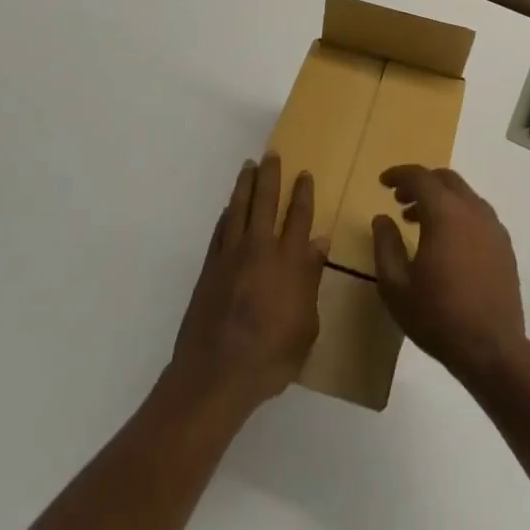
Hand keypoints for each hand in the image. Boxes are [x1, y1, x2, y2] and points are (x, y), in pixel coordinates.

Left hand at [166, 155, 327, 417]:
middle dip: (270, 175)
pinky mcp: (209, 268)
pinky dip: (227, 214)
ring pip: (239, 209)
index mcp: (288, 262)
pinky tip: (229, 208)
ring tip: (248, 166)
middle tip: (271, 154)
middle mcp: (259, 249)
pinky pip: (220, 230)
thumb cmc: (270, 357)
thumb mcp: (306, 327)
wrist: (216, 375)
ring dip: (245, 185)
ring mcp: (231, 256)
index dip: (302, 193)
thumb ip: (311, 281)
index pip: (299, 217)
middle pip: (265, 202)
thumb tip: (319, 244)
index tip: (304, 173)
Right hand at [371, 166, 526, 386]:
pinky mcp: (504, 244)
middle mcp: (472, 210)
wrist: (492, 350)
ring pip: (464, 195)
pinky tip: (448, 241)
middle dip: (420, 183)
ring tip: (419, 222)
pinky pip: (478, 213)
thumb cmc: (438, 317)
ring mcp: (493, 226)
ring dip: (440, 198)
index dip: (399, 175)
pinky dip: (458, 213)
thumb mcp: (396, 286)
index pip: (420, 177)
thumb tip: (382, 218)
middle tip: (400, 201)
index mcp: (445, 213)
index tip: (383, 183)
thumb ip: (385, 246)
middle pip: (445, 179)